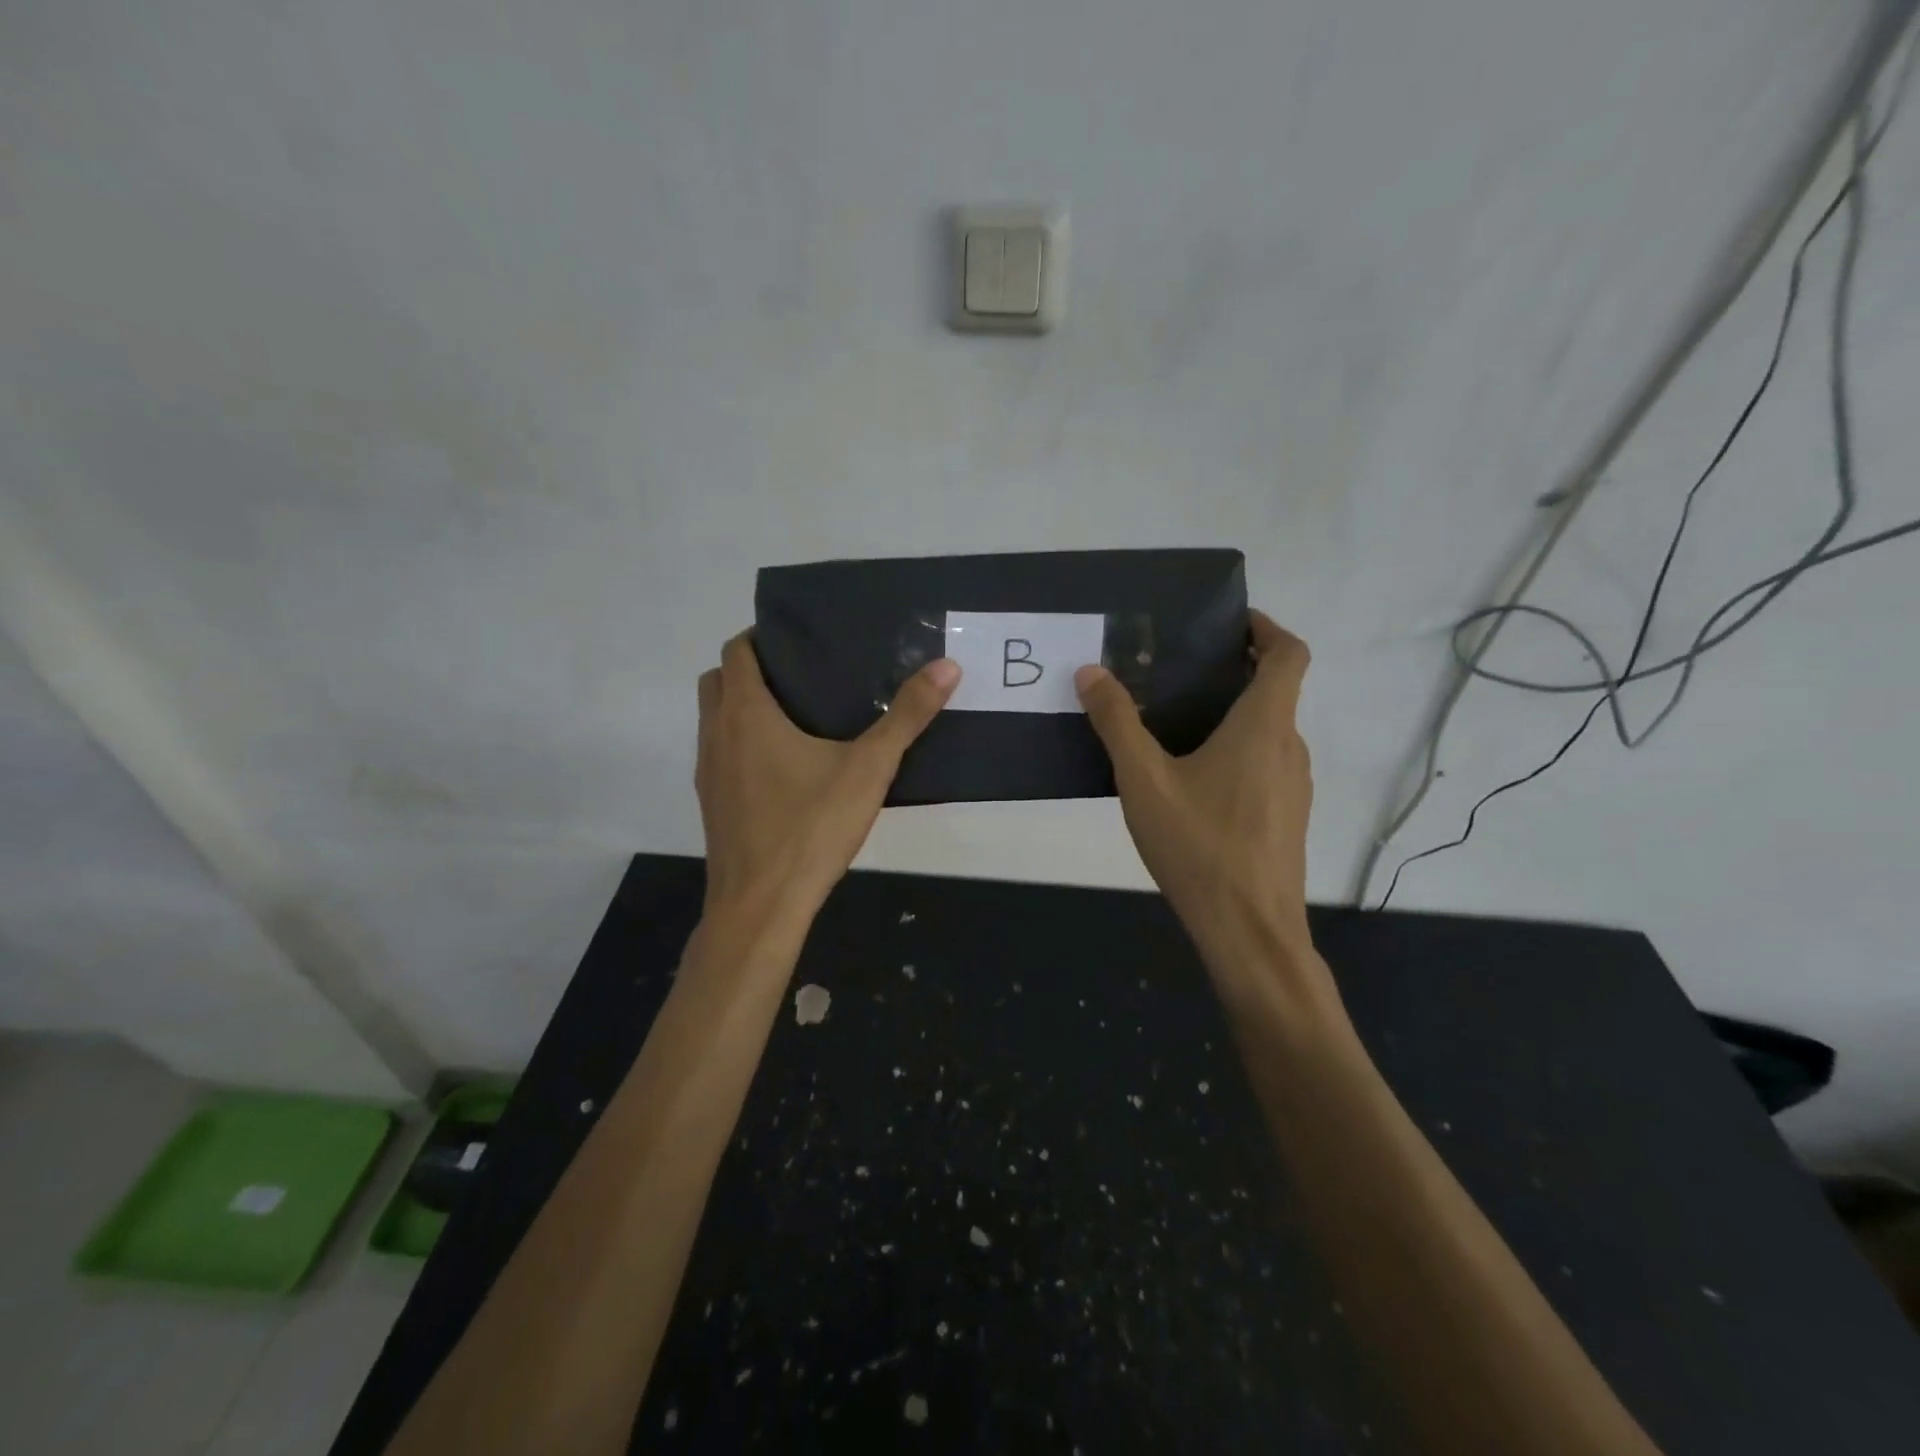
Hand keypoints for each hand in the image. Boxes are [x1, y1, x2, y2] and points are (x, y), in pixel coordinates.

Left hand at [696, 633, 959, 927]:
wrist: (761, 906)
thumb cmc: (810, 829)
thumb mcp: (868, 769)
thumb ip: (907, 716)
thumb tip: (946, 667)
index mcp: (746, 714)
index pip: (737, 651)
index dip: (762, 637)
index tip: (800, 640)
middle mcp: (716, 735)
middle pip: (718, 681)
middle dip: (750, 669)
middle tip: (802, 675)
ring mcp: (708, 772)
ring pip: (714, 720)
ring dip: (742, 708)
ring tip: (797, 717)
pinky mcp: (711, 804)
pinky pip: (720, 755)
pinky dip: (741, 745)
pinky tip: (785, 770)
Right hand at [1075, 611, 1317, 979]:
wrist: (1249, 931)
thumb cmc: (1199, 846)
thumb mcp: (1144, 780)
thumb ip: (1117, 722)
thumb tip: (1091, 672)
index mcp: (1264, 726)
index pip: (1289, 654)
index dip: (1266, 628)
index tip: (1230, 622)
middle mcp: (1289, 748)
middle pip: (1275, 691)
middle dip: (1233, 672)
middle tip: (1177, 671)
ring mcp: (1293, 786)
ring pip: (1267, 731)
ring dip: (1231, 714)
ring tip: (1174, 722)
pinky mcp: (1286, 817)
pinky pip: (1263, 765)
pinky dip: (1235, 751)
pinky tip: (1189, 779)